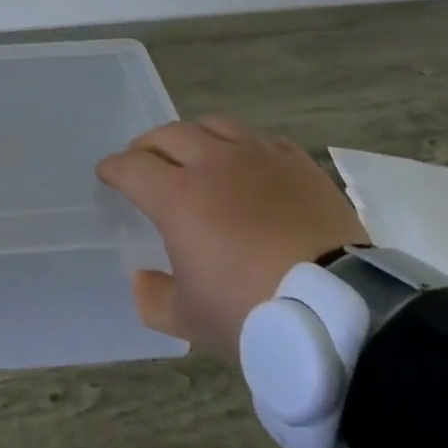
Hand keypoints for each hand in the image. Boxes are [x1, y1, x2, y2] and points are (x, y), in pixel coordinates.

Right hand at [95, 116, 367, 358]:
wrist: (341, 312)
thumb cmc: (254, 315)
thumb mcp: (192, 321)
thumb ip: (154, 298)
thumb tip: (141, 280)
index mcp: (178, 196)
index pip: (131, 167)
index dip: (113, 168)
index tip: (107, 173)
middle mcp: (213, 163)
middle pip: (168, 134)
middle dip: (148, 145)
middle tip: (143, 159)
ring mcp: (258, 157)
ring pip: (214, 126)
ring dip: (194, 136)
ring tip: (194, 153)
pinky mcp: (297, 163)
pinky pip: (260, 141)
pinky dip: (242, 148)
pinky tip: (248, 166)